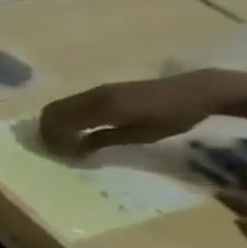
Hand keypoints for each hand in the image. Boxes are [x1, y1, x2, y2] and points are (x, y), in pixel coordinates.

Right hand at [38, 71, 231, 156]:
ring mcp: (95, 91)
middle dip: (48, 133)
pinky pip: (70, 103)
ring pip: (57, 107)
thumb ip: (103, 140)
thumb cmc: (174, 117)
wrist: (198, 90)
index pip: (60, 125)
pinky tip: (79, 128)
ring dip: (55, 124)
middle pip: (51, 113)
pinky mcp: (101, 90)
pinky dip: (65, 117)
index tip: (64, 156)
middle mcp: (92, 97)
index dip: (55, 142)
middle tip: (58, 150)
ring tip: (66, 140)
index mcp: (101, 109)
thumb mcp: (141, 135)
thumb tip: (76, 150)